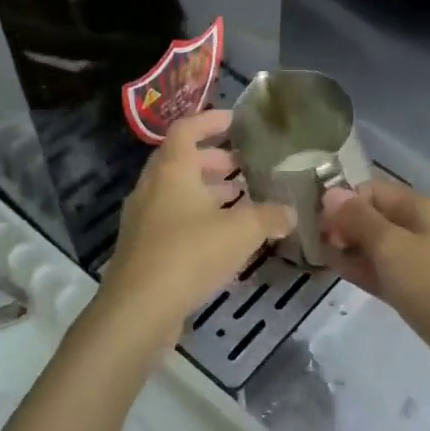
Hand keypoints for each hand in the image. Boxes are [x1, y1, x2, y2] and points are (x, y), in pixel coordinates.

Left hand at [93, 110, 295, 358]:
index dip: (211, 120)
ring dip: (205, 191)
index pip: (187, 129)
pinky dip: (196, 218)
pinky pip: (171, 220)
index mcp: (171, 170)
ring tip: (238, 200)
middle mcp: (152, 187)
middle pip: (180, 161)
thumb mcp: (241, 232)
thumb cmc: (189, 254)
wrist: (138, 309)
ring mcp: (142, 219)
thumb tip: (291, 212)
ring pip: (176, 193)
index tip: (235, 121)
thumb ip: (269, 217)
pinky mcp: (142, 248)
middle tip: (241, 166)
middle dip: (213, 160)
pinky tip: (222, 239)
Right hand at [320, 179, 429, 404]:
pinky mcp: (427, 295)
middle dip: (346, 226)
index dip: (345, 201)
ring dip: (353, 249)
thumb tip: (331, 192)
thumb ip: (359, 218)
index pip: (376, 191)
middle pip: (380, 217)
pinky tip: (342, 274)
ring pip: (383, 248)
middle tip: (315, 243)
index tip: (317, 222)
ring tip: (321, 258)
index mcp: (427, 209)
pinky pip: (391, 273)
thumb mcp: (391, 247)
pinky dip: (367, 271)